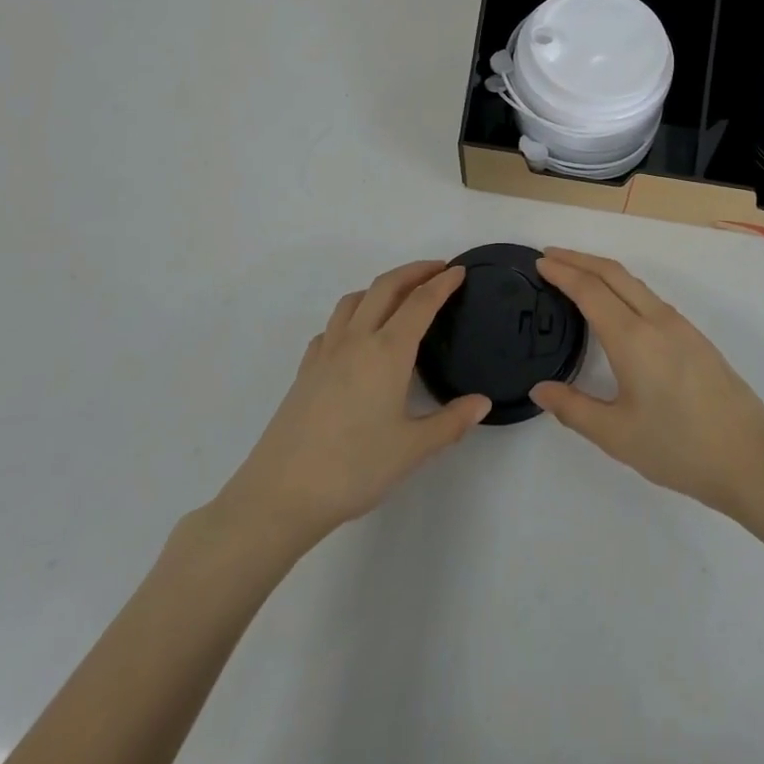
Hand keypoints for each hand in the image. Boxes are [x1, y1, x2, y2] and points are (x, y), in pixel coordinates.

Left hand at [217, 261, 489, 548]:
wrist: (281, 494)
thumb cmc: (354, 468)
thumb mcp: (412, 449)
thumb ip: (451, 422)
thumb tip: (482, 402)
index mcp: (387, 351)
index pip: (420, 303)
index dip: (442, 284)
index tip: (459, 271)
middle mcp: (356, 340)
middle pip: (385, 287)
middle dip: (413, 272)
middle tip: (437, 269)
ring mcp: (326, 352)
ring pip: (354, 300)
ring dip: (380, 287)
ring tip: (398, 297)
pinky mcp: (305, 370)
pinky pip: (332, 326)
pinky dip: (352, 316)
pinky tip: (356, 338)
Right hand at [529, 249, 763, 518]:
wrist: (751, 459)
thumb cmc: (678, 448)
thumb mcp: (617, 435)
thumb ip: (573, 409)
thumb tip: (539, 389)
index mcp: (633, 338)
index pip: (590, 290)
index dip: (563, 272)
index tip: (540, 262)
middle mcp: (657, 320)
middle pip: (613, 273)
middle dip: (579, 259)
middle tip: (550, 256)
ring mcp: (680, 326)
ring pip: (634, 283)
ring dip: (602, 271)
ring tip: (576, 276)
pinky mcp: (695, 338)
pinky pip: (650, 298)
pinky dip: (622, 287)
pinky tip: (616, 306)